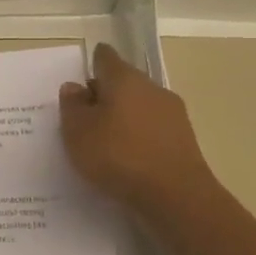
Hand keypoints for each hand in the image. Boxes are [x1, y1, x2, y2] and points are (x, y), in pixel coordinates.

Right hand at [59, 43, 218, 212]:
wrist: (176, 197)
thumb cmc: (118, 156)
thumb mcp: (77, 132)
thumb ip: (72, 106)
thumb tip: (74, 87)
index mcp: (124, 79)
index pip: (106, 57)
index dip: (92, 61)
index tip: (81, 73)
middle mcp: (152, 88)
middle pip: (124, 82)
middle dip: (104, 92)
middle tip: (82, 113)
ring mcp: (173, 114)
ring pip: (139, 105)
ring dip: (122, 115)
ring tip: (102, 138)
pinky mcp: (183, 139)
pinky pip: (151, 128)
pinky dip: (136, 135)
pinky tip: (125, 155)